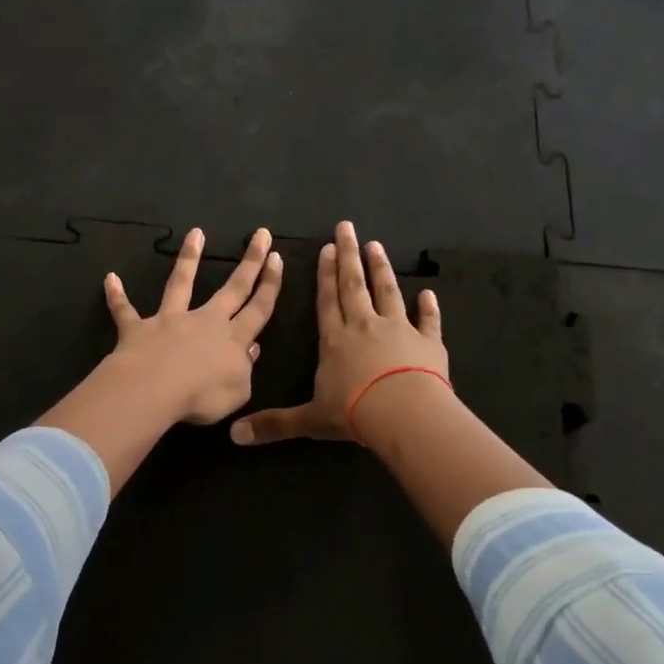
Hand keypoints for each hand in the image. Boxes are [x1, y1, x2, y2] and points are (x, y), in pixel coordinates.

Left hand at [104, 226, 282, 424]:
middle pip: (233, 288)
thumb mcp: (238, 392)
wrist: (155, 391)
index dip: (270, 284)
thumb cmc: (202, 396)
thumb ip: (246, 369)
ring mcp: (170, 321)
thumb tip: (251, 349)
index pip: (259, 308)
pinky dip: (117, 296)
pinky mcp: (138, 329)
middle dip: (250, 261)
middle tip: (260, 234)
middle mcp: (205, 321)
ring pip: (181, 283)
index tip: (277, 258)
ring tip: (196, 233)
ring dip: (189, 258)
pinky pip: (125, 311)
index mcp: (233, 339)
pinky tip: (109, 279)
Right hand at [230, 220, 445, 445]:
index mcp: (335, 340)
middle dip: (349, 256)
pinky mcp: (428, 343)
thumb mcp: (310, 420)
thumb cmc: (353, 413)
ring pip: (388, 292)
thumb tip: (234, 436)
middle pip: (355, 285)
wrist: (404, 413)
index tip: (327, 249)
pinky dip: (429, 308)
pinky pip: (428, 321)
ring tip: (377, 246)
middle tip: (348, 228)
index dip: (325, 275)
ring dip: (381, 269)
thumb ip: (275, 424)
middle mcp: (365, 326)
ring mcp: (399, 330)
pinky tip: (429, 294)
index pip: (327, 300)